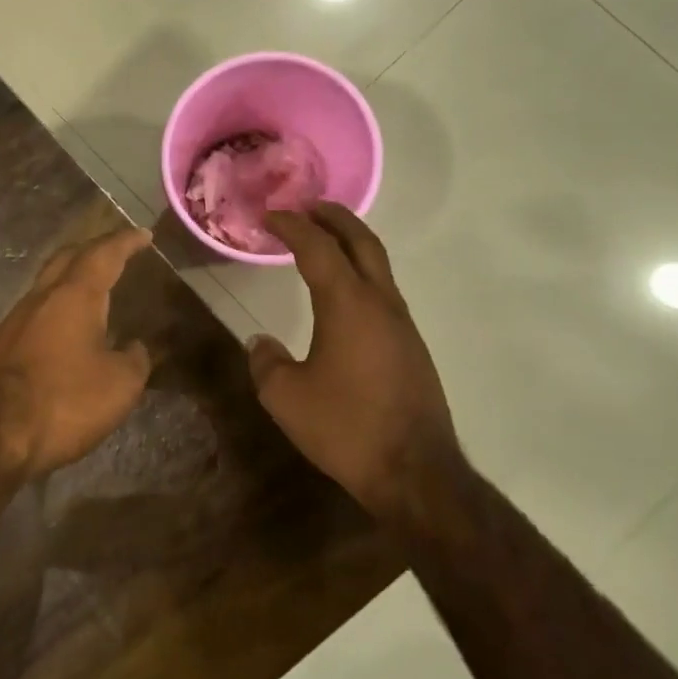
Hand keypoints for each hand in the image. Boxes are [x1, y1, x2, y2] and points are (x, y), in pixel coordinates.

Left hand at [0, 226, 154, 477]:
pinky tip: (67, 326)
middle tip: (117, 251)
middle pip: (67, 258)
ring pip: (47, 283)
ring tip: (95, 286)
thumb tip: (136, 347)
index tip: (144, 234)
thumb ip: (135, 360)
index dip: (126, 242)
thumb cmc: (62, 402)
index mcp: (74, 296)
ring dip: (72, 277)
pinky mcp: (0, 345)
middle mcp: (40, 298)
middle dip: (94, 249)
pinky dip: (58, 305)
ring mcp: (15, 320)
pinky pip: (36, 310)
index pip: (104, 255)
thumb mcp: (118, 386)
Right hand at [248, 204, 456, 510]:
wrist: (415, 472)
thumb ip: (266, 362)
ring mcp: (402, 324)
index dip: (292, 226)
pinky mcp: (411, 347)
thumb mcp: (285, 397)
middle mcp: (381, 304)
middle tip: (307, 206)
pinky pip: (383, 292)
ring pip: (378, 265)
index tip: (269, 216)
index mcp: (348, 305)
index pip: (318, 248)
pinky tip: (343, 294)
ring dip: (350, 244)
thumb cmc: (345, 427)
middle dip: (334, 217)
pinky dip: (360, 273)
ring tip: (322, 242)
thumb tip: (262, 344)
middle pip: (362, 242)